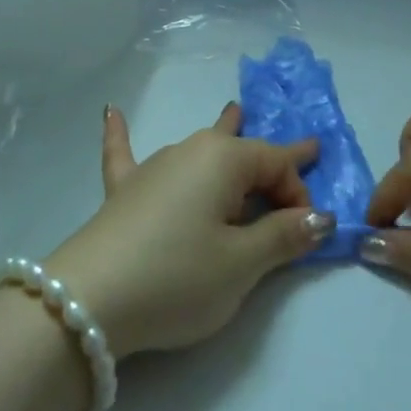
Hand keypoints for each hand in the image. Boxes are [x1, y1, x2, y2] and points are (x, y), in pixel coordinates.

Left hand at [44, 103, 334, 358]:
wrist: (91, 299)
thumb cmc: (178, 277)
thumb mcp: (241, 265)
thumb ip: (282, 237)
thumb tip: (320, 216)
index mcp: (224, 160)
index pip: (276, 164)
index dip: (298, 194)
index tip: (309, 231)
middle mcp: (189, 151)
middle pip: (241, 152)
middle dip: (270, 159)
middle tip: (303, 152)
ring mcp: (153, 168)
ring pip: (198, 149)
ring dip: (222, 135)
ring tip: (235, 112)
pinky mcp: (123, 192)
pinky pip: (125, 154)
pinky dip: (121, 135)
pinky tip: (109, 111)